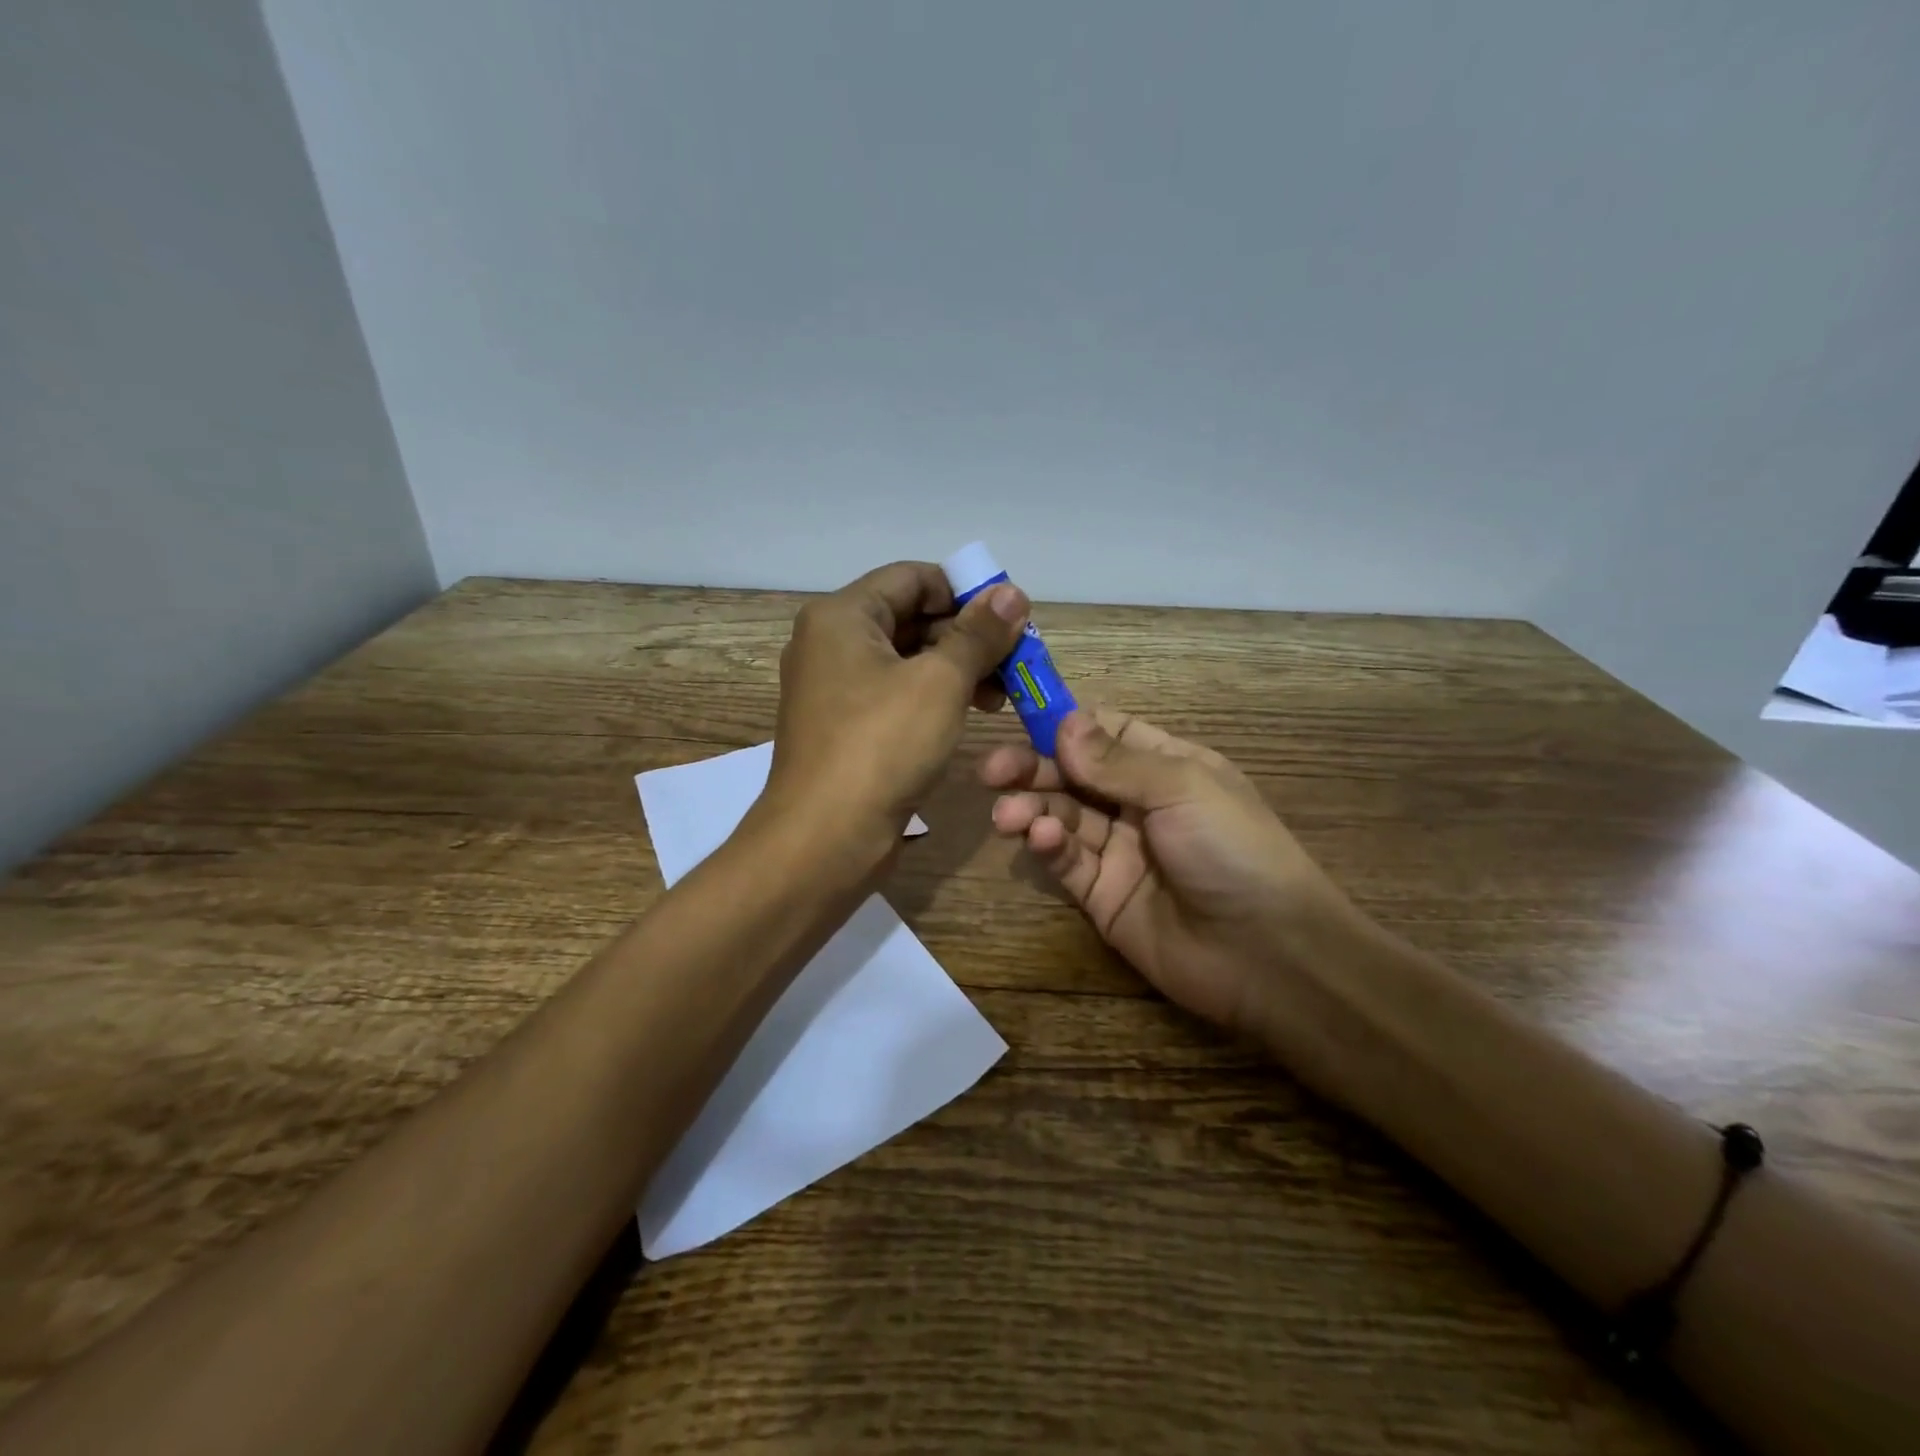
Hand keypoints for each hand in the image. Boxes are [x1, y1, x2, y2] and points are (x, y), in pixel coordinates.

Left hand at [762, 561, 1029, 869]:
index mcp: (842, 616)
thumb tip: (1012, 593)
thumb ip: (978, 634)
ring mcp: (833, 689)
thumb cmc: (882, 746)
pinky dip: (933, 697)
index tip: (1010, 618)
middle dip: (966, 635)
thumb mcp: (940, 682)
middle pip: (909, 617)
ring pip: (905, 660)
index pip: (912, 578)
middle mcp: (830, 643)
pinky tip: (968, 715)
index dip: (965, 591)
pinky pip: (894, 695)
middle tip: (1015, 661)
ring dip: (955, 669)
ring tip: (1001, 695)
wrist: (825, 838)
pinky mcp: (844, 727)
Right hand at [981, 706, 1359, 1037]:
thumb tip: (1063, 722)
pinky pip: (1067, 861)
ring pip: (1062, 817)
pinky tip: (1041, 840)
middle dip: (1032, 768)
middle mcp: (1139, 804)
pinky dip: (1049, 847)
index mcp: (1167, 767)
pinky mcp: (1101, 896)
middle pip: (1073, 775)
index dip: (1065, 724)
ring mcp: (1119, 851)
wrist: (1268, 956)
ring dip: (1032, 809)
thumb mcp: (1182, 788)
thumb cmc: (1234, 850)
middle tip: (992, 770)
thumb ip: (1116, 760)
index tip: (1021, 718)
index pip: (1106, 732)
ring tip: (1009, 814)